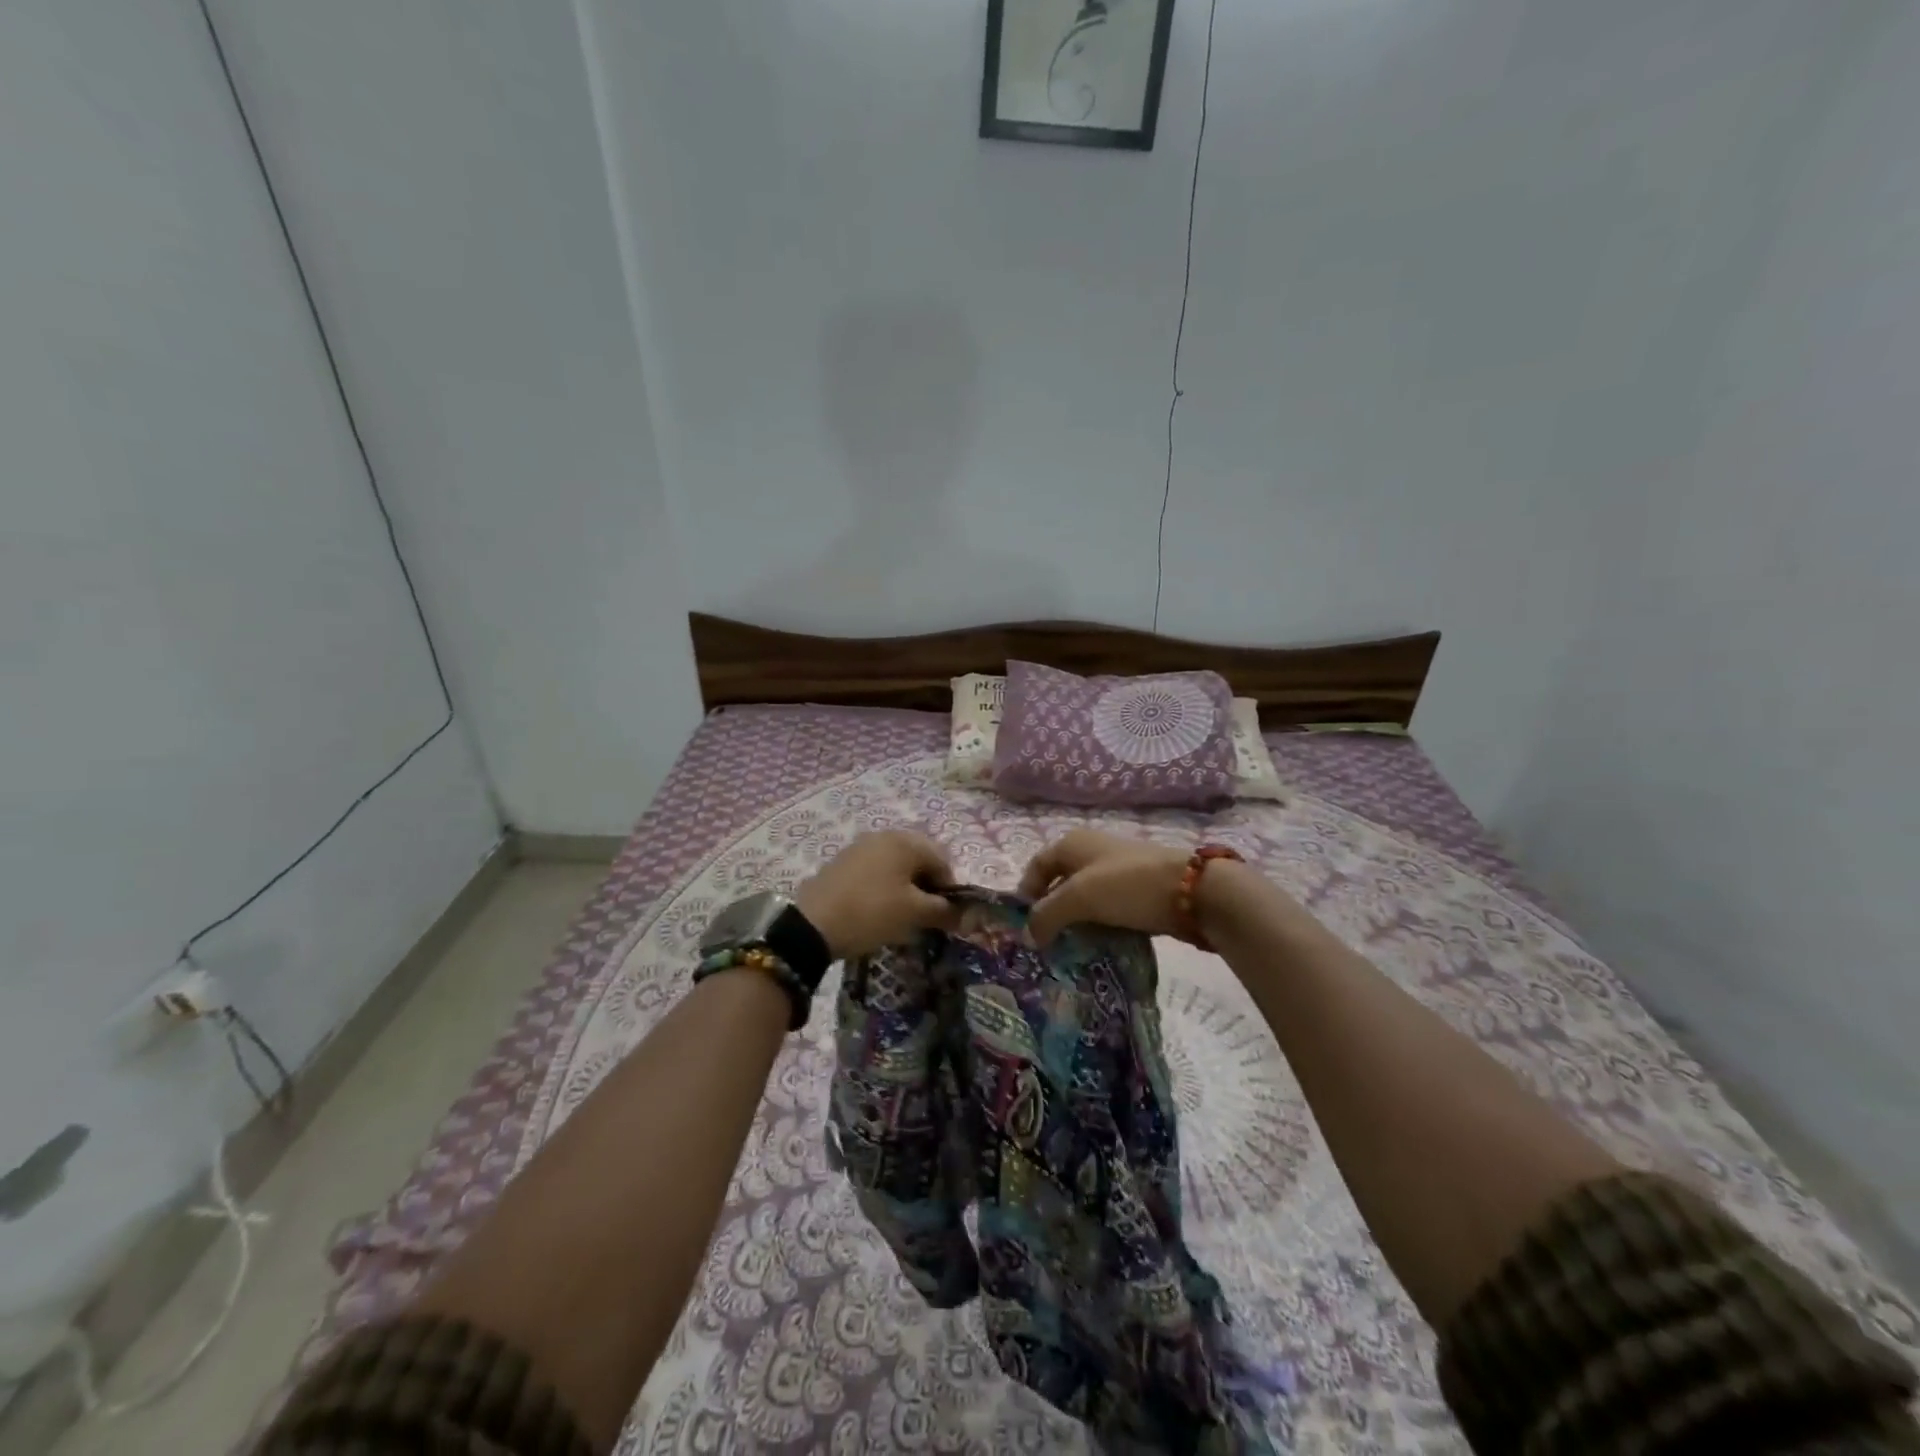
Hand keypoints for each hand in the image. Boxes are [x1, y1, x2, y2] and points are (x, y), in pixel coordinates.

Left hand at [795, 831, 960, 959]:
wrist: (812, 924)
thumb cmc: (872, 912)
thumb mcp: (914, 914)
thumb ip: (944, 910)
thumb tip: (964, 913)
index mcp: (907, 841)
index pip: (943, 861)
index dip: (949, 889)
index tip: (944, 916)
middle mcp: (885, 834)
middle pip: (920, 858)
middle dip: (927, 885)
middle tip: (924, 915)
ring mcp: (861, 845)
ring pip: (897, 863)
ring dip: (906, 885)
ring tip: (901, 913)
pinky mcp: (844, 860)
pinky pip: (876, 868)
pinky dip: (885, 885)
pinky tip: (878, 907)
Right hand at [1018, 829, 1190, 944]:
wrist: (1193, 891)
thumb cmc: (1127, 885)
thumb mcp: (1078, 897)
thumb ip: (1047, 915)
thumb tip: (1029, 935)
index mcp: (1072, 843)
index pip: (1036, 867)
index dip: (1025, 894)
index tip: (1022, 927)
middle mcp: (1091, 852)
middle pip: (1059, 884)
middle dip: (1050, 913)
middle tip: (1043, 945)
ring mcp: (1116, 871)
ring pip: (1084, 900)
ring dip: (1075, 924)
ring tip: (1068, 951)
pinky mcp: (1137, 892)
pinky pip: (1107, 910)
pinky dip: (1098, 927)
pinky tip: (1097, 948)